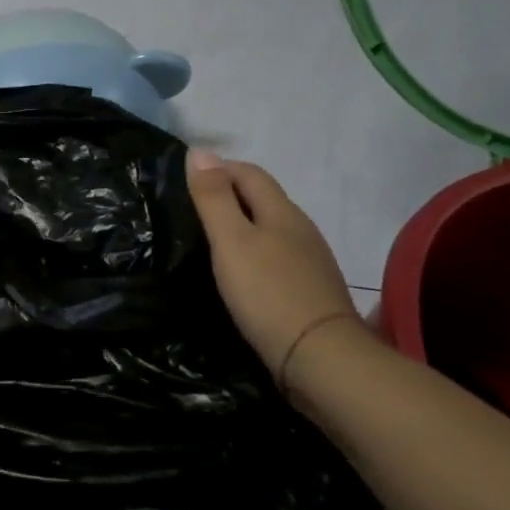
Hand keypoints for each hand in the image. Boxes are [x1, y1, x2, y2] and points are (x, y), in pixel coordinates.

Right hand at [185, 149, 362, 385]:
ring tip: (211, 240)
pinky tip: (242, 273)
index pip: (249, 173)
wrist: (322, 359)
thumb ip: (213, 198)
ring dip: (243, 225)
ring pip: (272, 228)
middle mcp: (301, 229)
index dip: (219, 168)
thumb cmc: (268, 293)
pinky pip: (278, 256)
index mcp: (282, 212)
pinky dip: (255, 252)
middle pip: (263, 198)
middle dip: (230, 194)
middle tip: (192, 209)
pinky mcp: (311, 290)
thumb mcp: (231, 241)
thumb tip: (198, 151)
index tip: (187, 181)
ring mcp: (311, 261)